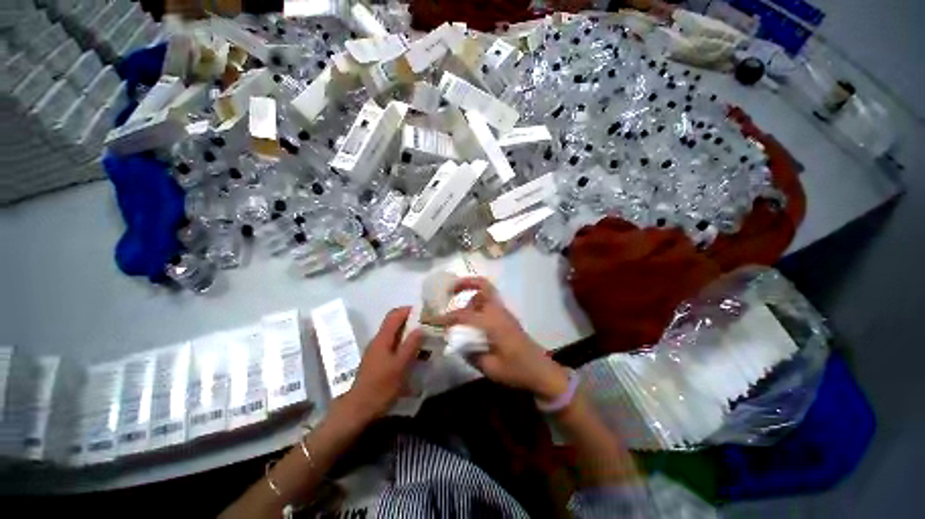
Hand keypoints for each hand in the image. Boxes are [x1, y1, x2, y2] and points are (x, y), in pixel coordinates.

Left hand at [335, 307, 423, 423]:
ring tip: (425, 340)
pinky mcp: (378, 361)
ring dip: (410, 334)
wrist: (358, 410)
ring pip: (395, 335)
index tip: (425, 313)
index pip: (395, 314)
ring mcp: (377, 351)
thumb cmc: (380, 387)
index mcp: (382, 338)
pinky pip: (394, 346)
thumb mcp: (400, 366)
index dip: (409, 310)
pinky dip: (405, 345)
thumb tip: (421, 328)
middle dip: (412, 322)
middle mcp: (379, 341)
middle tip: (429, 327)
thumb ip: (410, 345)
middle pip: (395, 323)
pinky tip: (415, 355)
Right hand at [434, 277, 568, 400]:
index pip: (464, 315)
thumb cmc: (516, 370)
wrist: (541, 371)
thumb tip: (457, 342)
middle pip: (483, 286)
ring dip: (471, 294)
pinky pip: (490, 302)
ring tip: (458, 308)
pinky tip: (471, 318)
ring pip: (486, 292)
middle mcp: (498, 312)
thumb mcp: (490, 367)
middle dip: (465, 283)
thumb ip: (470, 352)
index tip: (433, 319)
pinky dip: (478, 302)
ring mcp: (504, 312)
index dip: (447, 317)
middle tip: (450, 289)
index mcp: (493, 323)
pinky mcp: (506, 317)